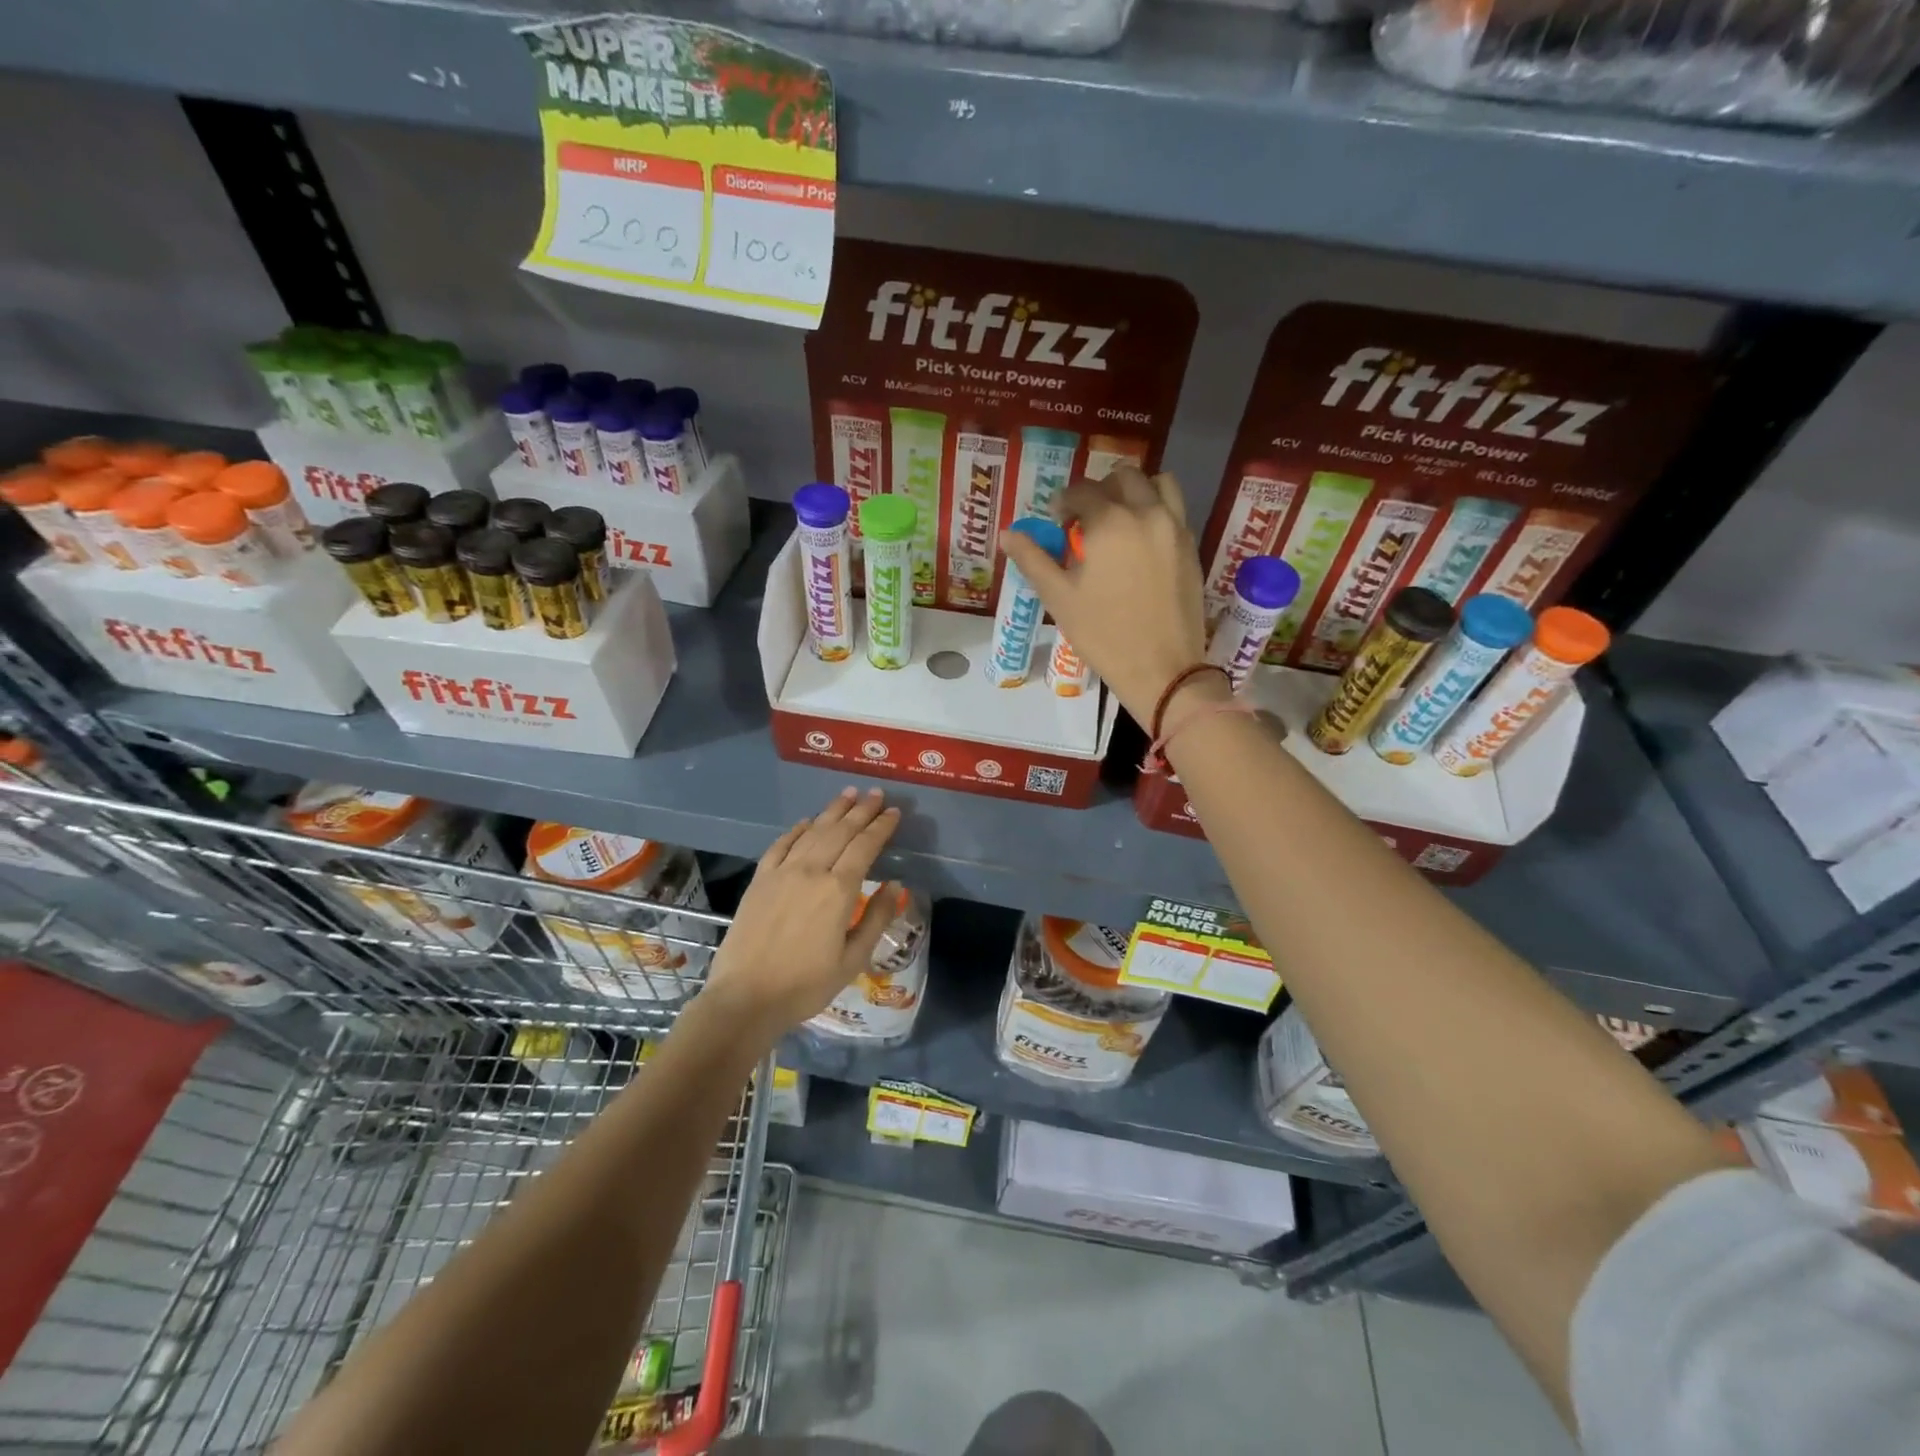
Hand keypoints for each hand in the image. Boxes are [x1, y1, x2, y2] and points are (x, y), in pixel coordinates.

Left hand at [703, 788, 901, 1039]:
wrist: (746, 998)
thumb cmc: (806, 985)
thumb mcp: (853, 960)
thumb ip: (876, 918)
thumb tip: (895, 885)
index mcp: (838, 891)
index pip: (865, 847)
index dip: (881, 827)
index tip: (894, 812)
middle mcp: (811, 871)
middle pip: (840, 832)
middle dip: (861, 810)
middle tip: (875, 793)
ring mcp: (782, 873)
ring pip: (812, 832)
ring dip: (832, 811)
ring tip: (848, 795)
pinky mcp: (760, 880)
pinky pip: (781, 845)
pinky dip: (797, 830)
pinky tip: (806, 821)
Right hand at [1001, 464, 1207, 723]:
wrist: (1162, 669)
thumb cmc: (1103, 635)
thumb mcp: (1059, 598)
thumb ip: (1032, 559)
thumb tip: (1007, 534)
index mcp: (1111, 522)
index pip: (1082, 491)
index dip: (1063, 502)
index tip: (1055, 520)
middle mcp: (1147, 513)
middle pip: (1123, 478)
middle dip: (1100, 490)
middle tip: (1085, 519)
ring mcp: (1175, 528)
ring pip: (1158, 485)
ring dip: (1135, 492)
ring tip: (1119, 520)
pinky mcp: (1191, 547)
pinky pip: (1175, 510)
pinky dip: (1156, 511)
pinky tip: (1140, 542)